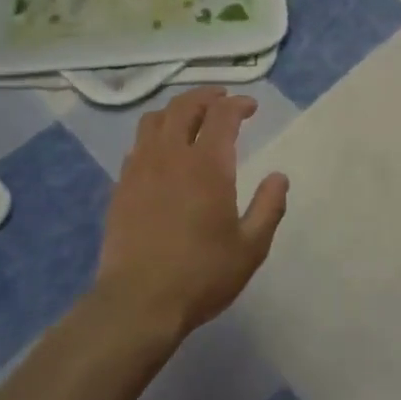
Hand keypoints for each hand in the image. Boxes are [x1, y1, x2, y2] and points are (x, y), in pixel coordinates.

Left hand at [94, 86, 288, 341]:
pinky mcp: (121, 188)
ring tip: (191, 117)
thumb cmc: (202, 274)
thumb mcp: (251, 246)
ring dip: (176, 111)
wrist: (138, 303)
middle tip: (222, 99)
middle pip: (184, 107)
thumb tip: (279, 177)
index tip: (250, 107)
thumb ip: (269, 207)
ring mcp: (140, 170)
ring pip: (154, 121)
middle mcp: (171, 157)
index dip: (238, 104)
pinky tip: (163, 152)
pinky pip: (137, 146)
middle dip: (206, 96)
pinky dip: (155, 136)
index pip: (222, 116)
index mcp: (207, 166)